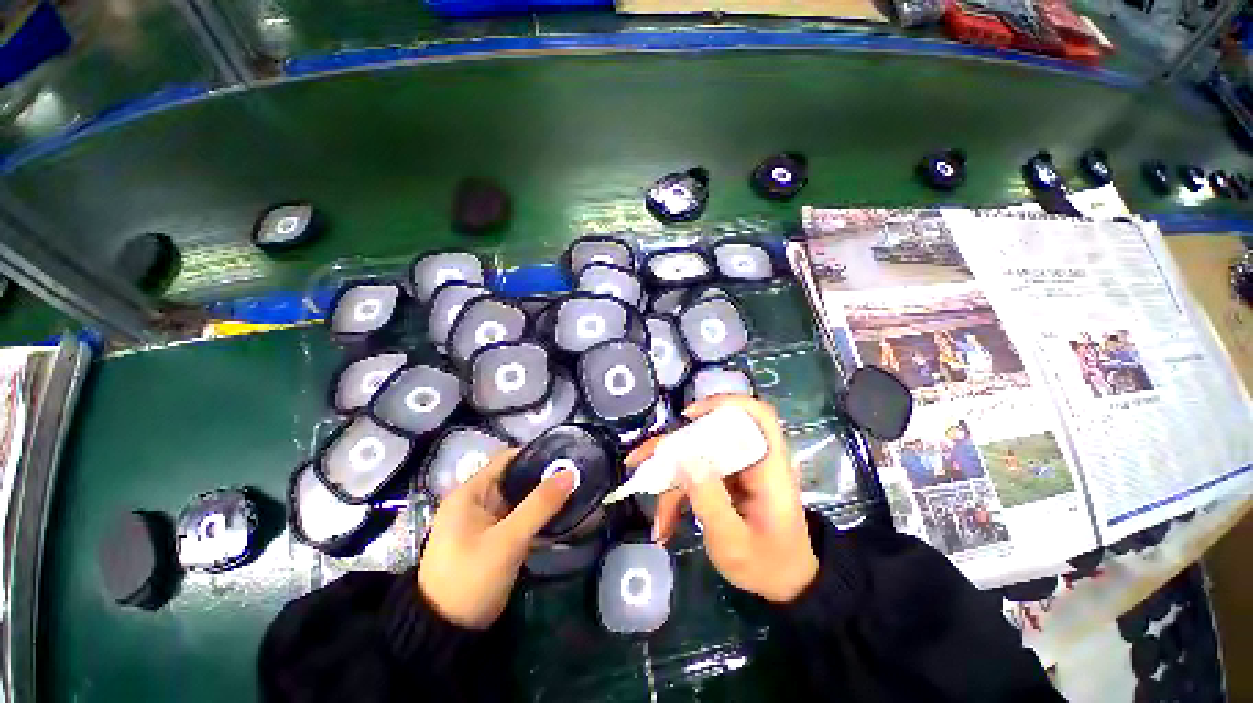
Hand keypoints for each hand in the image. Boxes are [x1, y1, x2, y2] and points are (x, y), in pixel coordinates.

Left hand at [417, 449, 575, 628]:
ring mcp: (486, 522)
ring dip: (545, 499)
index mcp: (470, 493)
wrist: (447, 634)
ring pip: (521, 500)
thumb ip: (540, 505)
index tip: (566, 456)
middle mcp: (477, 502)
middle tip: (578, 475)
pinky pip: (521, 520)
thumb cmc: (470, 579)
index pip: (507, 459)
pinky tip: (564, 516)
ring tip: (577, 492)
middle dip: (545, 478)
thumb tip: (570, 473)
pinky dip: (540, 518)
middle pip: (516, 479)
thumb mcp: (507, 540)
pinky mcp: (495, 540)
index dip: (536, 454)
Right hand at [627, 396, 817, 602]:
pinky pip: (695, 474)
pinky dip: (678, 494)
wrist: (784, 583)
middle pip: (710, 433)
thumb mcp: (734, 542)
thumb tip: (683, 458)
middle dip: (672, 446)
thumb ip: (710, 500)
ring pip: (696, 455)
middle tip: (639, 460)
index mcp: (769, 466)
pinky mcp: (725, 478)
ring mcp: (737, 468)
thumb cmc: (767, 564)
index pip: (757, 414)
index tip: (689, 416)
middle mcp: (752, 458)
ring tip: (657, 518)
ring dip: (670, 480)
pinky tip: (666, 523)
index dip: (725, 403)